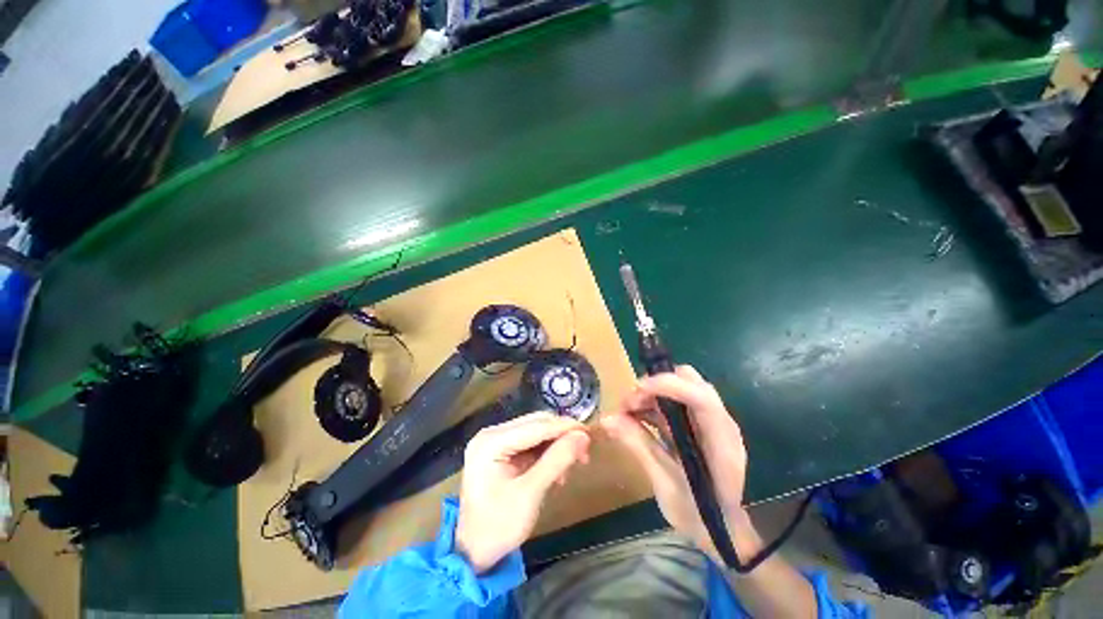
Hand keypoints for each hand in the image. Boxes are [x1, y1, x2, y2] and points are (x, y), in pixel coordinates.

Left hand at [455, 411, 590, 572]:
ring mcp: (495, 441)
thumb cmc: (498, 527)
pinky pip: (530, 443)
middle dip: (561, 436)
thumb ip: (557, 460)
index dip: (564, 427)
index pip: (536, 426)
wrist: (474, 553)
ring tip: (573, 465)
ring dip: (556, 445)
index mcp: (491, 442)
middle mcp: (491, 434)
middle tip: (584, 452)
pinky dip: (547, 453)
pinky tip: (557, 470)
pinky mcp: (501, 450)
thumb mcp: (530, 494)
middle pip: (536, 424)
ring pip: (536, 432)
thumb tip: (583, 436)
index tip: (590, 433)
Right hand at [601, 365, 760, 563]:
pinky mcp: (700, 424)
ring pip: (681, 387)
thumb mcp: (665, 484)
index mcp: (721, 441)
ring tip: (628, 411)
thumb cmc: (698, 515)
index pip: (700, 396)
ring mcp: (711, 421)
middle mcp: (720, 423)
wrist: (722, 531)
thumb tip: (607, 419)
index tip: (636, 391)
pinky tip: (637, 417)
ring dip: (652, 392)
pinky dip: (654, 403)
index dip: (668, 385)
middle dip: (656, 385)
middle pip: (691, 381)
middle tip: (630, 403)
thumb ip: (638, 446)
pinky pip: (676, 401)